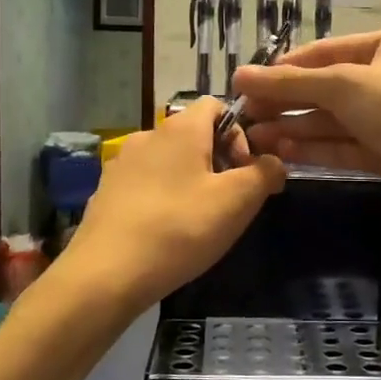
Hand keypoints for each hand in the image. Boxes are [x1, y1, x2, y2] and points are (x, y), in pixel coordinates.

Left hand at [68, 99, 285, 307]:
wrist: (106, 274)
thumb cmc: (180, 229)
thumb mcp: (237, 201)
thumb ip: (264, 174)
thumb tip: (274, 163)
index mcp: (180, 128)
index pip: (216, 105)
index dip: (241, 132)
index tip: (247, 172)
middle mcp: (148, 135)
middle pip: (194, 135)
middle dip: (219, 162)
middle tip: (230, 202)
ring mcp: (122, 164)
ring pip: (170, 161)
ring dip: (192, 181)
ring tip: (200, 221)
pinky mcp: (106, 192)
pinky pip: (147, 183)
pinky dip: (164, 198)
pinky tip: (168, 232)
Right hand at [235, 30, 380, 216]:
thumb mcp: (344, 84)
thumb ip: (291, 82)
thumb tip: (240, 75)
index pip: (327, 52)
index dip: (287, 66)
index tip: (247, 82)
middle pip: (326, 88)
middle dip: (286, 102)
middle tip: (245, 115)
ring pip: (332, 121)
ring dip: (294, 128)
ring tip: (254, 139)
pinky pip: (342, 147)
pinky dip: (313, 149)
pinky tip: (281, 152)